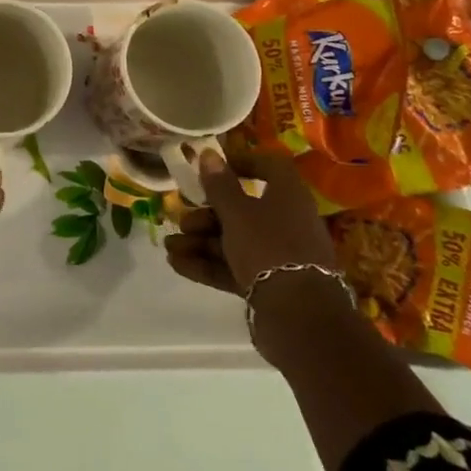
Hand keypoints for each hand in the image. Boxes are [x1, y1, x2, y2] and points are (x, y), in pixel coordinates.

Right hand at [163, 136, 336, 297]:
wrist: (299, 316)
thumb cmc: (268, 247)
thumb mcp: (237, 212)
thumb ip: (220, 185)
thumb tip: (209, 153)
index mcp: (288, 197)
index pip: (269, 168)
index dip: (241, 163)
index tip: (212, 169)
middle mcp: (287, 222)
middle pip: (243, 209)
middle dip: (206, 215)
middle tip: (182, 220)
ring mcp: (280, 256)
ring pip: (235, 241)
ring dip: (201, 241)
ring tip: (170, 247)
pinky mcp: (270, 284)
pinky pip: (236, 266)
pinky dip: (208, 264)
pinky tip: (178, 264)